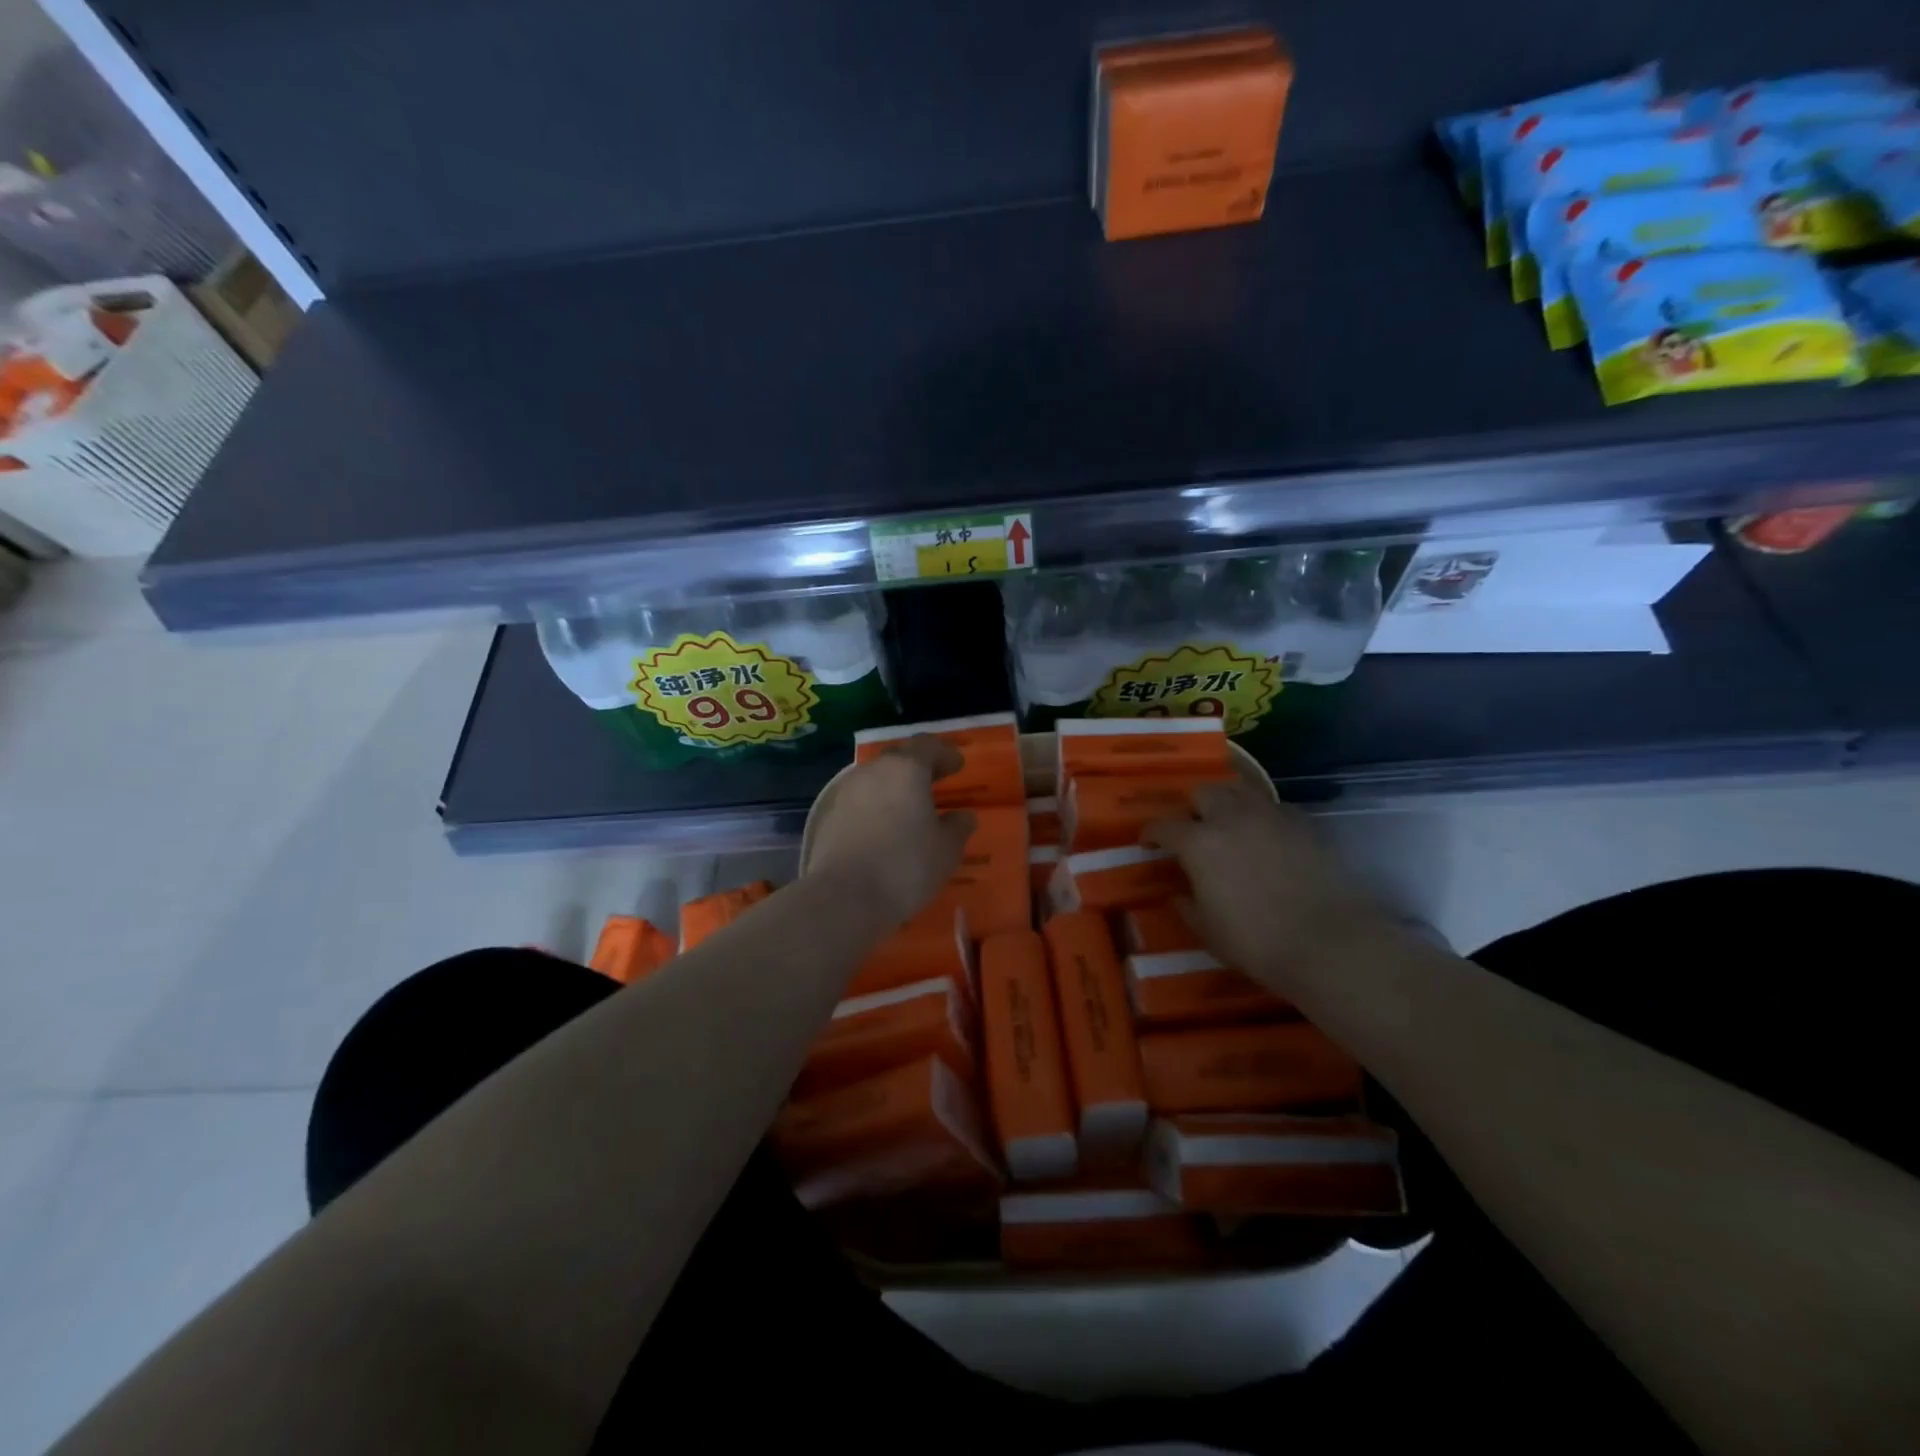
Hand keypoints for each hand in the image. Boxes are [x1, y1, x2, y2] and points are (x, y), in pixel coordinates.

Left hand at [806, 736, 974, 926]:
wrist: (843, 897)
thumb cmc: (905, 866)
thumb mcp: (946, 850)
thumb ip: (958, 827)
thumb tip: (963, 816)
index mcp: (906, 769)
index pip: (928, 746)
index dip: (945, 753)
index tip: (957, 765)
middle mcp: (872, 771)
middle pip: (898, 759)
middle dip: (918, 768)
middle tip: (935, 783)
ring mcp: (845, 792)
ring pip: (875, 780)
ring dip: (893, 789)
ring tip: (908, 810)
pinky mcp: (827, 815)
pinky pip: (858, 802)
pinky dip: (874, 808)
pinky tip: (882, 829)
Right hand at [1146, 781, 1396, 996]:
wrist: (1329, 944)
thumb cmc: (1256, 943)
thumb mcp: (1208, 931)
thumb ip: (1188, 906)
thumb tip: (1180, 894)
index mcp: (1199, 843)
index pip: (1163, 825)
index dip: (1151, 833)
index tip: (1148, 843)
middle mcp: (1232, 818)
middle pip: (1204, 791)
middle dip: (1193, 807)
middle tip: (1193, 829)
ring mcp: (1271, 817)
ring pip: (1241, 789)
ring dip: (1228, 802)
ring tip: (1229, 823)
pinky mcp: (1305, 825)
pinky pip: (1275, 807)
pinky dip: (1263, 815)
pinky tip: (1266, 836)